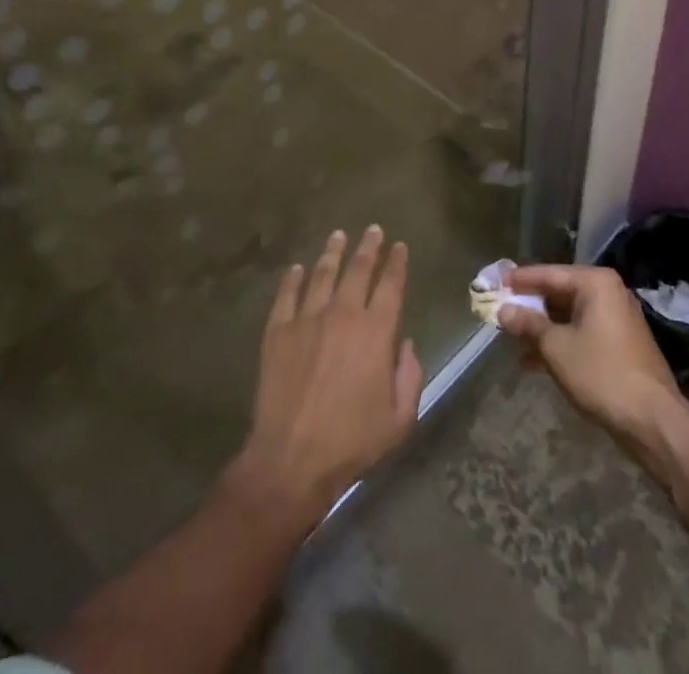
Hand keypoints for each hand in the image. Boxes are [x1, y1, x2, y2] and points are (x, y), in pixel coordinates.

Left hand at [227, 227, 423, 528]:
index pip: (391, 285)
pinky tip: (297, 267)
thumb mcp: (399, 419)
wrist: (292, 458)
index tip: (399, 246)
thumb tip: (405, 344)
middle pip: (358, 269)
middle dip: (368, 246)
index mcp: (376, 332)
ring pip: (322, 273)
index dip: (397, 263)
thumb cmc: (352, 441)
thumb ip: (410, 376)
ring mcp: (307, 319)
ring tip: (339, 236)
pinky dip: (293, 278)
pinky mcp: (278, 330)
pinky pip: (287, 294)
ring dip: (333, 252)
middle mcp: (343, 314)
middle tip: (373, 229)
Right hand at [495, 264, 688, 471]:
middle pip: (558, 293)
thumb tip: (503, 310)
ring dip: (540, 329)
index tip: (494, 282)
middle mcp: (608, 294)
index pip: (548, 273)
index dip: (519, 280)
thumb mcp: (556, 347)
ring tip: (511, 341)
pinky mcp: (618, 345)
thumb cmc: (601, 373)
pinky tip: (532, 362)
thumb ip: (527, 324)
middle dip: (529, 307)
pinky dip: (558, 343)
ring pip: (568, 316)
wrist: (653, 422)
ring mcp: (616, 320)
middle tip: (499, 312)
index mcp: (595, 283)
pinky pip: (580, 334)